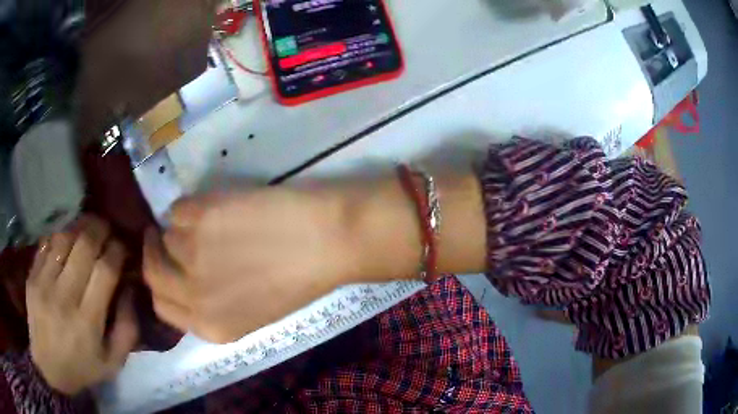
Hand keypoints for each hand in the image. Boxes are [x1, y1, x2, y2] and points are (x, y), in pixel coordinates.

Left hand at [27, 216, 138, 395]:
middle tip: (108, 228)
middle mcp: (64, 298)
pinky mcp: (32, 277)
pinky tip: (67, 240)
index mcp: (87, 322)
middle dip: (100, 229)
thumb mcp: (113, 362)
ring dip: (79, 228)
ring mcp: (44, 284)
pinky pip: (46, 243)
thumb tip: (129, 288)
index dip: (117, 250)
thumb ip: (127, 329)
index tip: (122, 246)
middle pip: (84, 246)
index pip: (104, 270)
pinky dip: (60, 236)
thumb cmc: (82, 368)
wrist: (48, 368)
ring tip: (88, 228)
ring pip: (64, 238)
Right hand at [143, 188, 362, 343]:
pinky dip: (193, 206)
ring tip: (216, 223)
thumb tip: (181, 274)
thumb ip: (212, 303)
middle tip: (159, 235)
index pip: (161, 306)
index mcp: (212, 327)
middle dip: (153, 252)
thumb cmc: (298, 278)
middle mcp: (195, 297)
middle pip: (152, 273)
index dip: (160, 283)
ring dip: (182, 228)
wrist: (330, 241)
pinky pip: (178, 208)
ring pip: (165, 235)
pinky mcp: (200, 218)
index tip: (162, 264)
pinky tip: (221, 208)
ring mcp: (192, 256)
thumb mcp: (252, 310)